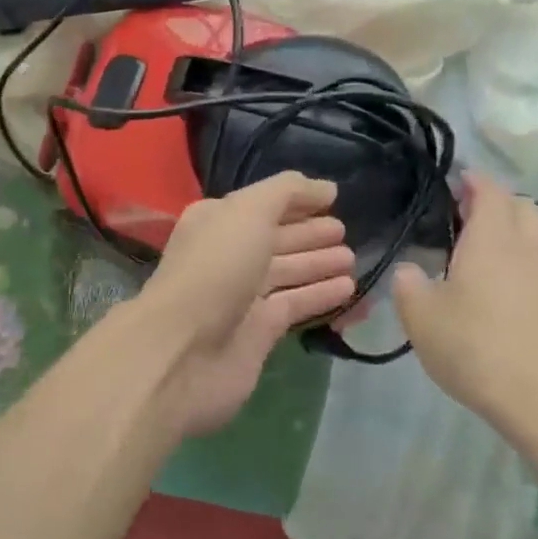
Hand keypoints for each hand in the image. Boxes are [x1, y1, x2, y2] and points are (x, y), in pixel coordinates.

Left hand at [132, 172, 355, 436]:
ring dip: (318, 264)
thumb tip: (326, 188)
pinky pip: (295, 304)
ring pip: (287, 272)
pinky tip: (348, 288)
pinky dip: (320, 295)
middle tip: (346, 231)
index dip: (295, 201)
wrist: (185, 350)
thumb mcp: (248, 212)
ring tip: (352, 258)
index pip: (262, 204)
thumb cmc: (215, 268)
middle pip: (275, 239)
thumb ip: (287, 192)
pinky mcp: (259, 331)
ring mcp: (242, 294)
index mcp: (217, 221)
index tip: (333, 199)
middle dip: (309, 233)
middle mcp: (228, 254)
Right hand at [392, 174, 537, 450]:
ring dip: (512, 235)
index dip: (472, 181)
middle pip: (522, 208)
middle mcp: (528, 249)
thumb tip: (410, 270)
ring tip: (480, 256)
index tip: (453, 182)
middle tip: (465, 217)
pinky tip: (503, 295)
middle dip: (496, 203)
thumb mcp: (420, 317)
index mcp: (492, 240)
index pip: (489, 191)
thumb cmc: (476, 349)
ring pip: (536, 239)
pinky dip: (523, 267)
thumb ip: (408, 284)